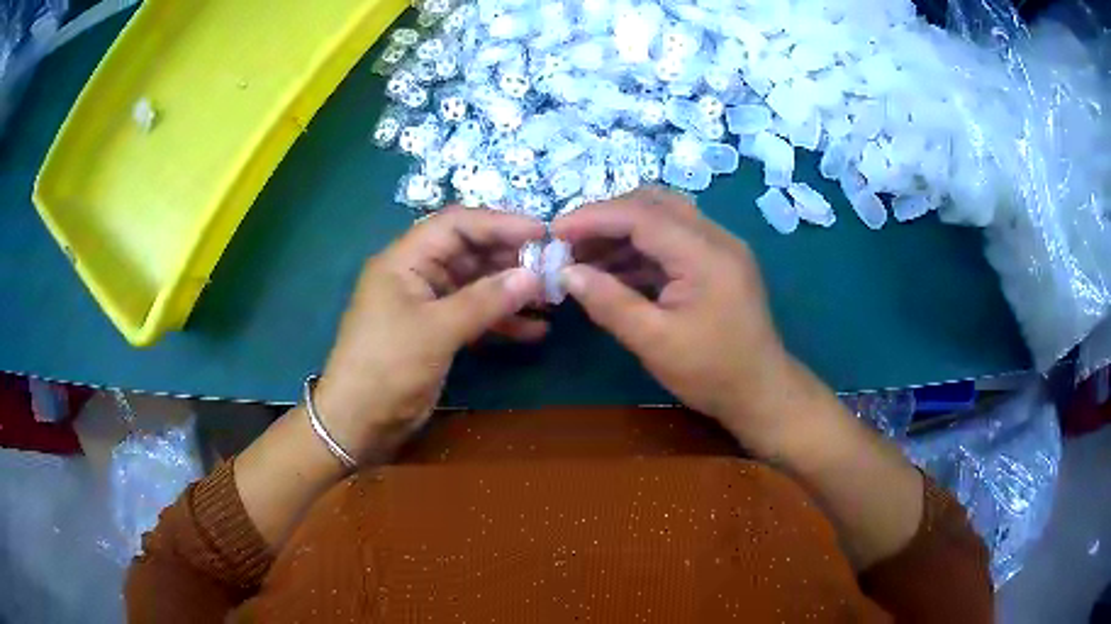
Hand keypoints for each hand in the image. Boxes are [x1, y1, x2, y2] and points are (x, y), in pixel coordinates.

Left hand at [315, 208, 544, 461]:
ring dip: (511, 290)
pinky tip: (535, 331)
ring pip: (476, 285)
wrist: (359, 423)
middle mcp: (417, 274)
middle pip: (470, 252)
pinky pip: (475, 316)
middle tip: (553, 266)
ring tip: (551, 298)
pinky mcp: (438, 332)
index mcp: (405, 260)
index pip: (457, 225)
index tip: (543, 232)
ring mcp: (428, 304)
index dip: (500, 223)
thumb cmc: (387, 367)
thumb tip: (533, 276)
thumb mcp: (435, 331)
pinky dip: (502, 321)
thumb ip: (485, 301)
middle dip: (511, 258)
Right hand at [552, 187, 806, 454]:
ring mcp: (719, 247)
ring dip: (621, 232)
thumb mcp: (654, 342)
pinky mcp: (717, 262)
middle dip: (606, 217)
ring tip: (583, 259)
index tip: (554, 233)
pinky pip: (672, 240)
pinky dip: (640, 249)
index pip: (641, 215)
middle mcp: (716, 238)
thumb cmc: (711, 372)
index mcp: (705, 254)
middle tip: (569, 242)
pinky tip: (613, 271)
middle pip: (653, 203)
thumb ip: (609, 302)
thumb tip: (566, 272)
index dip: (593, 217)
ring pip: (662, 218)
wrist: (761, 392)